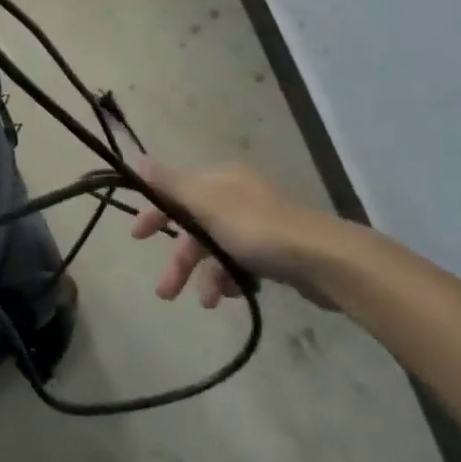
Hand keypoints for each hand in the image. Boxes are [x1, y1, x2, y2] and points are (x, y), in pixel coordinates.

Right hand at [131, 158, 352, 309]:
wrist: (323, 259)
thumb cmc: (257, 228)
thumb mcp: (205, 203)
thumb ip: (169, 184)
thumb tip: (136, 158)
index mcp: (220, 178)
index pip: (176, 191)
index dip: (154, 212)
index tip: (136, 238)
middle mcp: (238, 194)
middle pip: (195, 224)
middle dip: (180, 259)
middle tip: (165, 292)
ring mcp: (259, 223)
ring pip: (217, 248)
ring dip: (205, 274)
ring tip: (203, 303)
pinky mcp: (276, 250)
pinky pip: (240, 262)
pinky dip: (229, 278)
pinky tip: (228, 296)